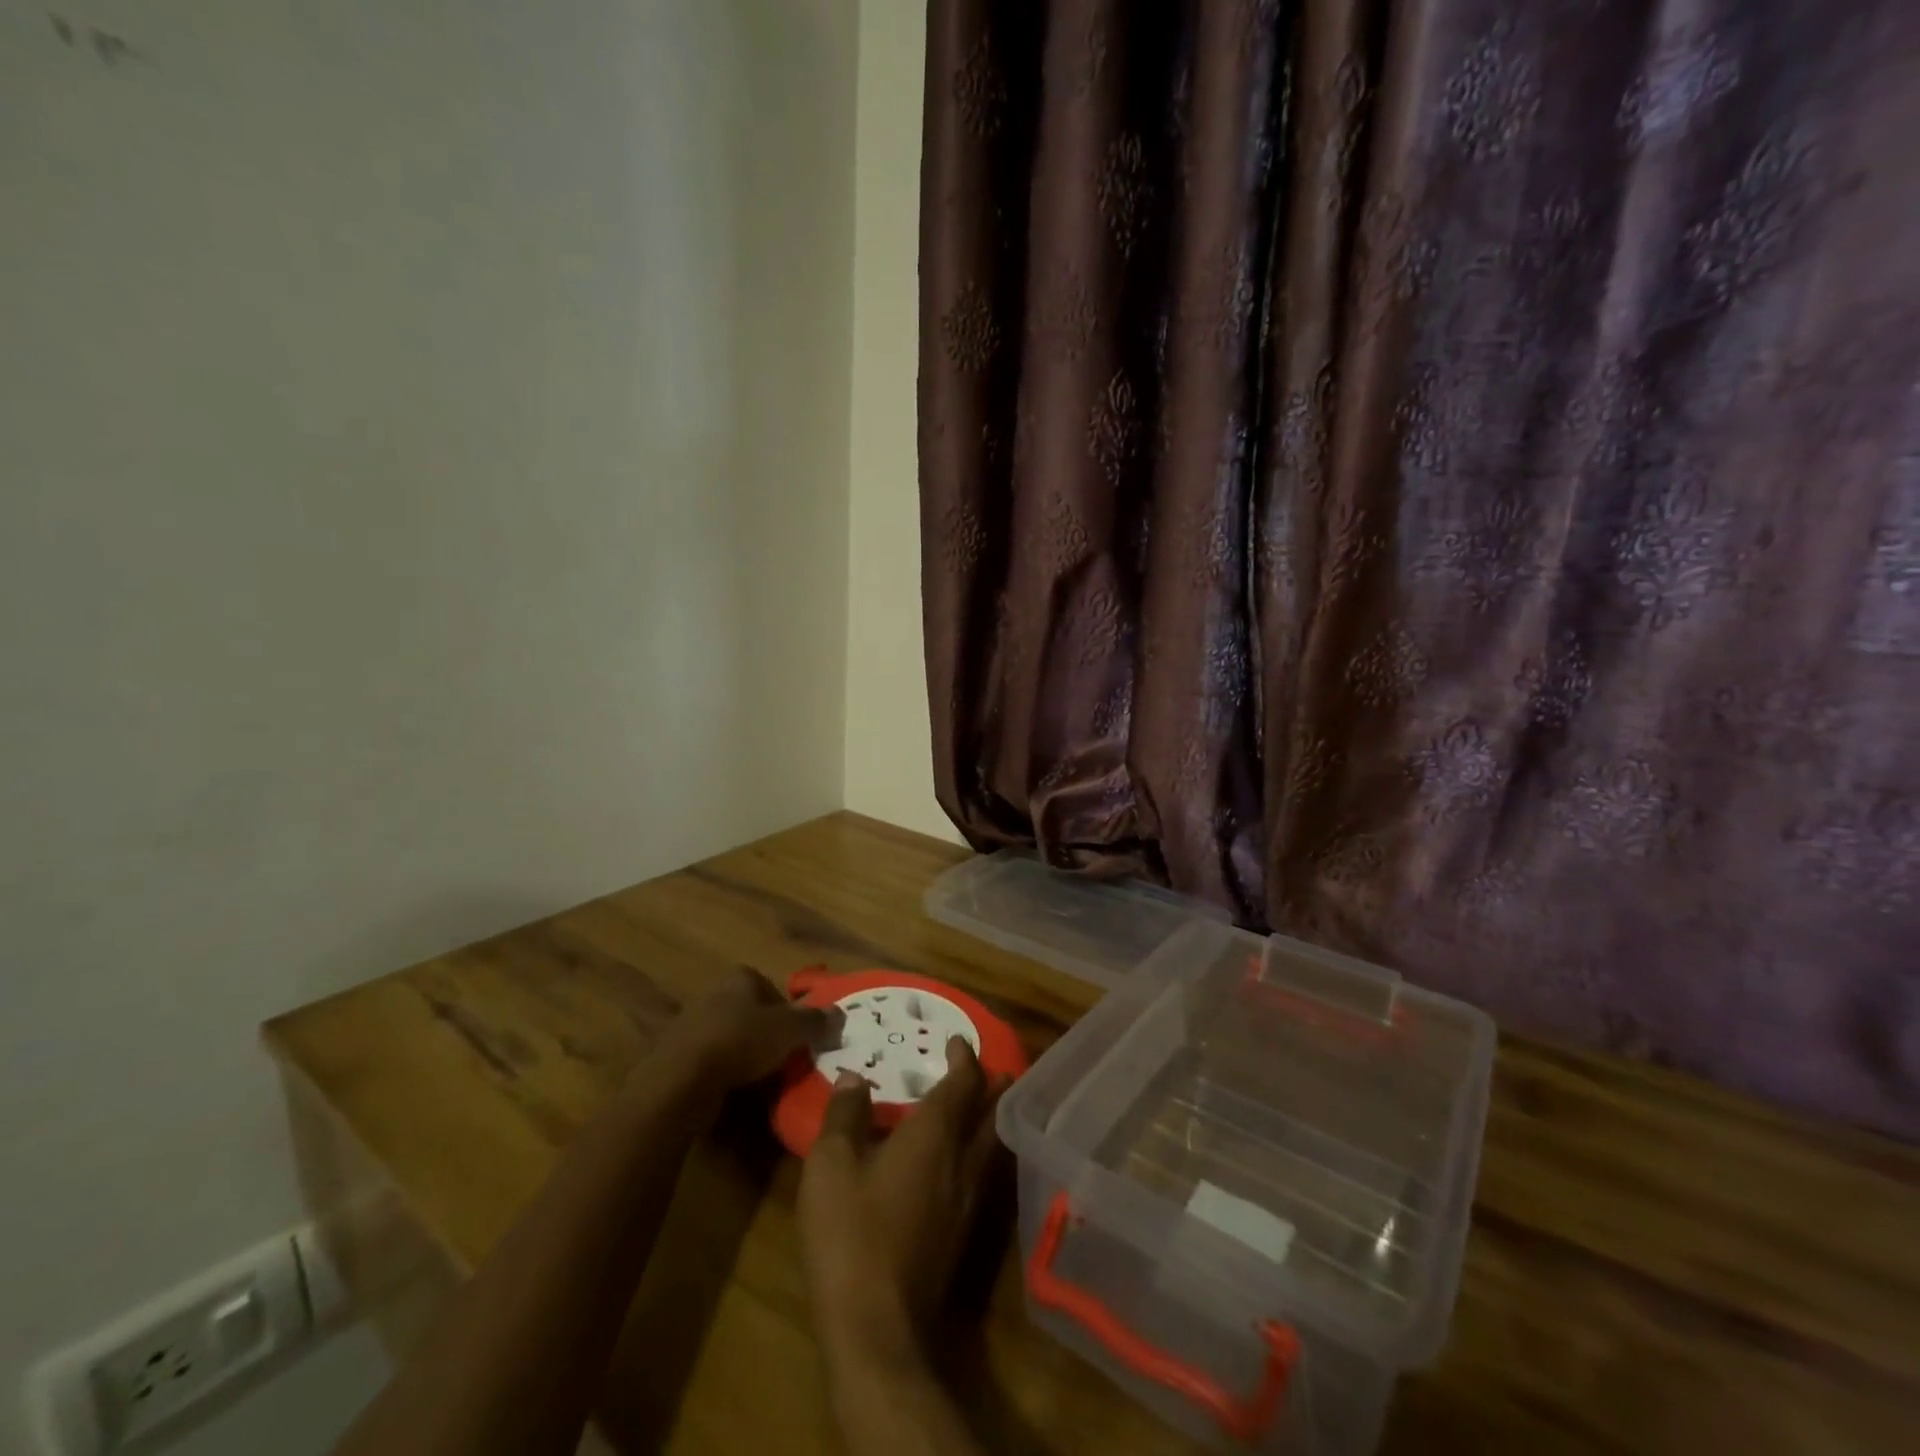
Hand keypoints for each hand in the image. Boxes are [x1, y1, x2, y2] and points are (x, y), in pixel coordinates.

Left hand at [657, 965, 836, 1092]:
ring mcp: (690, 1026)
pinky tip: (735, 1093)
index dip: (788, 1012)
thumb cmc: (740, 1041)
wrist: (680, 1082)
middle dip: (767, 1034)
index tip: (798, 1037)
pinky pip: (710, 1063)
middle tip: (785, 1060)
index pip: (771, 988)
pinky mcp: (675, 1058)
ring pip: (730, 1039)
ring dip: (745, 1056)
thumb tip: (841, 1014)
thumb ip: (815, 1021)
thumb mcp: (789, 1030)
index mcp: (739, 977)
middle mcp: (713, 994)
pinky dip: (724, 1075)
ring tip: (763, 1081)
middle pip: (751, 1014)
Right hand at [797, 1038, 1005, 1363]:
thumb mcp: (830, 1165)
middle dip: (990, 1085)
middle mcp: (963, 1161)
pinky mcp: (963, 1236)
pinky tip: (959, 1164)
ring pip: (991, 1146)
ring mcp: (969, 1202)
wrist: (877, 1330)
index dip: (964, 1058)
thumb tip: (853, 1077)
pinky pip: (982, 1174)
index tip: (957, 1040)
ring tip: (979, 1106)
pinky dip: (979, 1151)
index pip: (963, 1084)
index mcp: (935, 1135)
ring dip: (989, 1118)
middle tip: (986, 1068)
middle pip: (990, 1113)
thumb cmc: (851, 1234)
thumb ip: (844, 1115)